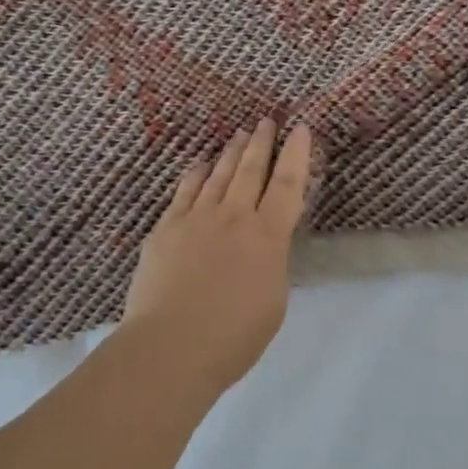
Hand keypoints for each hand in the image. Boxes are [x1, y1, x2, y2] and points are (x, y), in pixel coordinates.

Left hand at [122, 118, 312, 387]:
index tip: (302, 128)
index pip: (289, 185)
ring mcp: (196, 219)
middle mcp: (234, 217)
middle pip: (251, 170)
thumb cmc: (233, 336)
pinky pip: (185, 191)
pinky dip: (196, 173)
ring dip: (231, 153)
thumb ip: (272, 264)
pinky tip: (200, 164)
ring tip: (239, 134)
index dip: (297, 155)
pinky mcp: (166, 229)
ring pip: (218, 175)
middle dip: (261, 143)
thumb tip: (264, 248)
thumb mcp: (273, 301)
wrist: (170, 347)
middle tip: (266, 121)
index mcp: (268, 236)